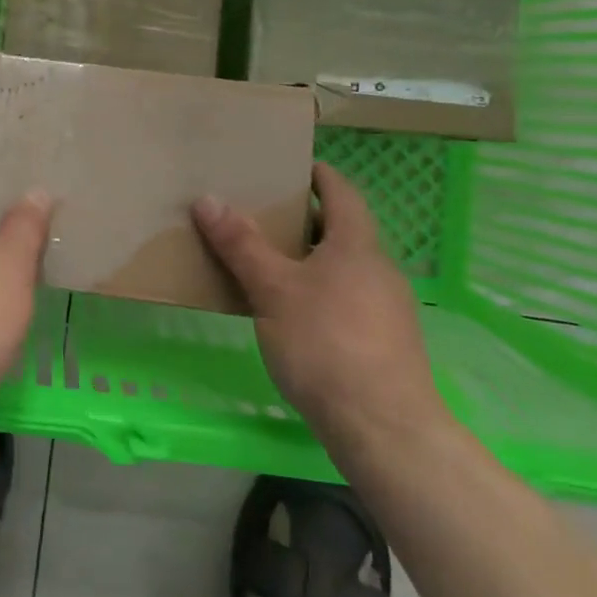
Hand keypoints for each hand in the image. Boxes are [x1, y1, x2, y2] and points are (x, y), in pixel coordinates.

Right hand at [193, 162, 448, 464]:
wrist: (385, 430)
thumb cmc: (326, 343)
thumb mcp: (273, 289)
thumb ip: (241, 245)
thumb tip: (208, 198)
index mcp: (357, 245)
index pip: (342, 193)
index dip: (318, 175)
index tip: (290, 167)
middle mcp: (379, 269)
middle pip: (342, 230)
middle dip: (305, 220)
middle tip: (261, 215)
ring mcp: (388, 309)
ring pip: (344, 268)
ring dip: (310, 259)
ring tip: (268, 264)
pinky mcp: (385, 344)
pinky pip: (348, 300)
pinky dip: (320, 292)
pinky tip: (293, 315)